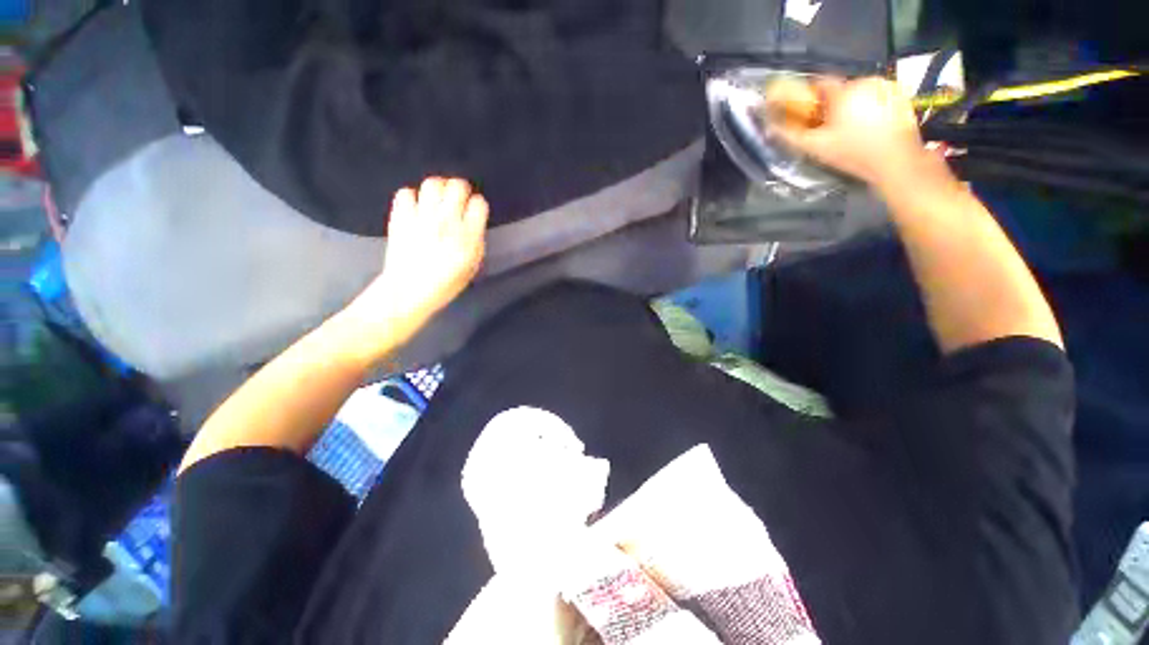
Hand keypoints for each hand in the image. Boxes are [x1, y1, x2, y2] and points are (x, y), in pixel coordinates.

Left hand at [340, 177, 487, 359]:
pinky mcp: (401, 217)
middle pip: (457, 186)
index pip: (479, 204)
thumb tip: (474, 224)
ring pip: (432, 183)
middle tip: (459, 199)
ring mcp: (421, 216)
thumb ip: (476, 241)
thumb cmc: (446, 283)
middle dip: (461, 189)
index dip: (478, 205)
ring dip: (439, 188)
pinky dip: (413, 197)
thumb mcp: (472, 266)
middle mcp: (446, 221)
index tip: (475, 212)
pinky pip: (406, 193)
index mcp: (468, 236)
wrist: (409, 291)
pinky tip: (417, 208)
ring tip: (439, 199)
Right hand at [768, 77, 929, 188]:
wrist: (896, 162)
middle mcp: (866, 81)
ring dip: (850, 106)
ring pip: (858, 92)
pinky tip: (869, 126)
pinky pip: (876, 96)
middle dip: (831, 105)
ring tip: (850, 129)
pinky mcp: (901, 95)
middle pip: (840, 89)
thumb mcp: (817, 148)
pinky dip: (869, 107)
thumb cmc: (853, 154)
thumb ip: (791, 135)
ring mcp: (887, 86)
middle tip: (828, 128)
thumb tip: (769, 128)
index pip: (819, 83)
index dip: (809, 98)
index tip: (806, 113)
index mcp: (844, 92)